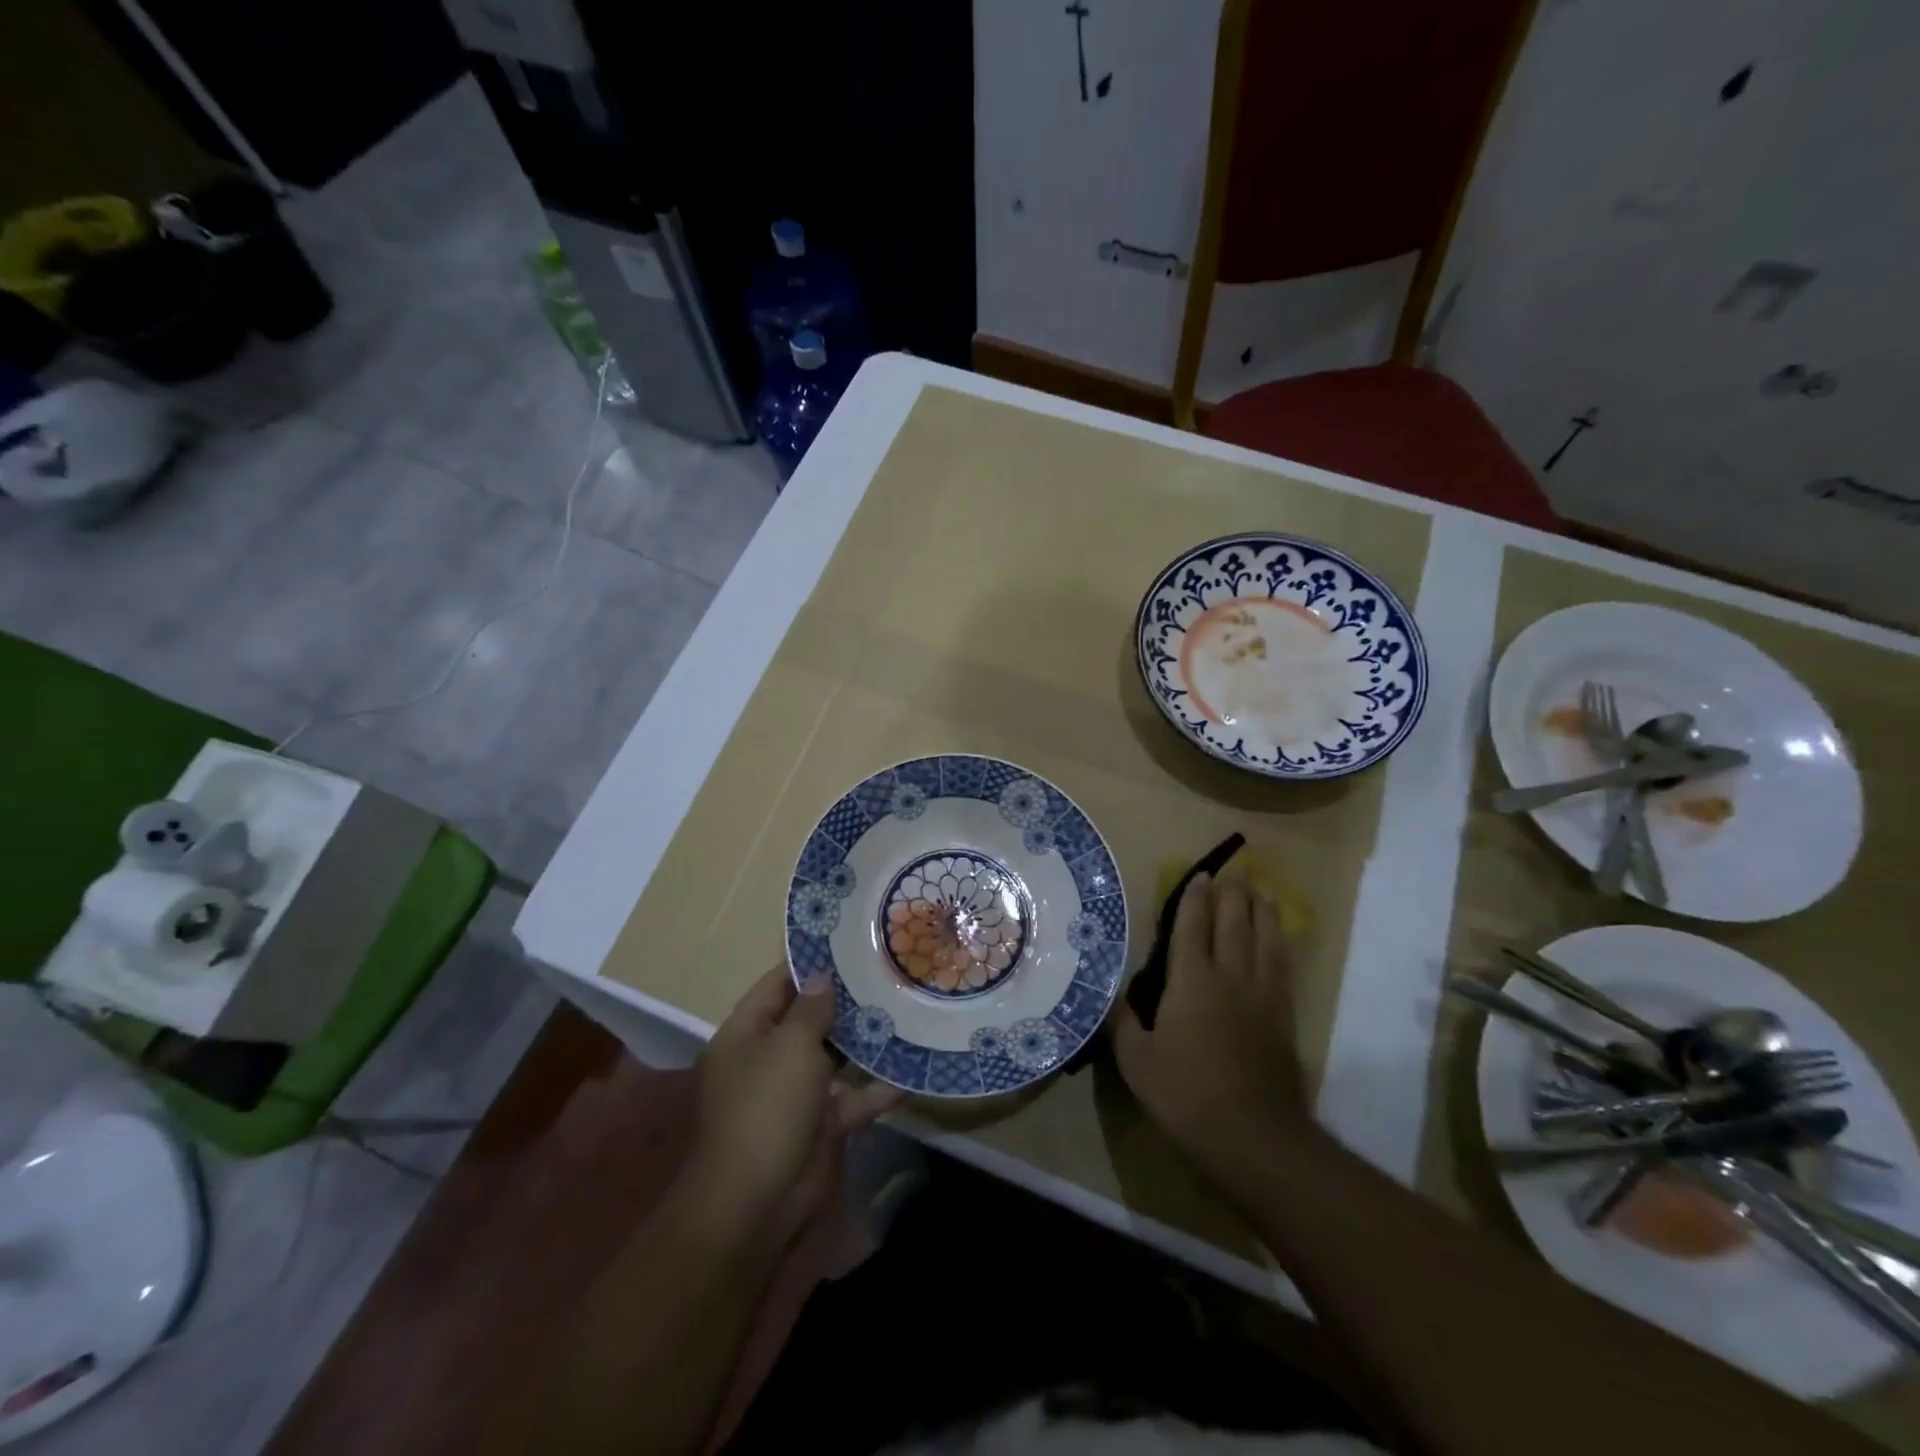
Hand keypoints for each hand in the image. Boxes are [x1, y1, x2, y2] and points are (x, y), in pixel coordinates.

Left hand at [683, 966, 902, 1251]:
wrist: (758, 1203)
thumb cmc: (766, 1108)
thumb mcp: (789, 1046)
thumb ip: (810, 1010)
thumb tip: (821, 978)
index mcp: (746, 1035)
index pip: (776, 986)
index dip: (807, 964)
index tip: (845, 943)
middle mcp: (767, 1060)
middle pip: (807, 1021)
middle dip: (843, 1001)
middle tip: (885, 971)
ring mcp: (794, 1095)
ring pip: (833, 1059)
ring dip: (864, 1042)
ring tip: (903, 1008)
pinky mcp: (820, 1126)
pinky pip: (852, 1099)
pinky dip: (877, 1089)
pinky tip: (911, 1071)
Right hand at [1109, 869, 1313, 1192]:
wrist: (1253, 1137)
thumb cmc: (1186, 1094)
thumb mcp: (1137, 1061)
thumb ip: (1123, 1024)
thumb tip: (1112, 998)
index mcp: (1191, 982)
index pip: (1192, 928)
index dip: (1194, 900)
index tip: (1200, 876)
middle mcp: (1230, 978)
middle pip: (1234, 924)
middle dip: (1232, 895)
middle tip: (1234, 872)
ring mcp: (1263, 997)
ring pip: (1266, 941)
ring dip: (1264, 913)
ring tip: (1263, 893)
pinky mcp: (1285, 1019)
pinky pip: (1284, 968)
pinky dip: (1281, 945)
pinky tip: (1280, 942)